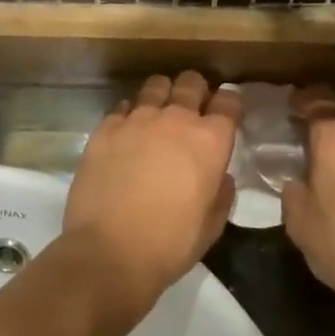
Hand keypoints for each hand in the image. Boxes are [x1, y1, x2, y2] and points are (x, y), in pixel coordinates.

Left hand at [63, 71, 240, 315]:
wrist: (109, 253)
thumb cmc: (170, 245)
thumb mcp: (212, 225)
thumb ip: (221, 192)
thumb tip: (218, 175)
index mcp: (210, 141)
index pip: (229, 101)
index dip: (229, 104)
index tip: (225, 115)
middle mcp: (176, 119)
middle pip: (191, 82)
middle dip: (196, 91)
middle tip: (191, 110)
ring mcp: (137, 119)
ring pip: (155, 86)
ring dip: (162, 96)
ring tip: (158, 115)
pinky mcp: (105, 129)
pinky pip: (123, 107)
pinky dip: (130, 115)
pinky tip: (127, 134)